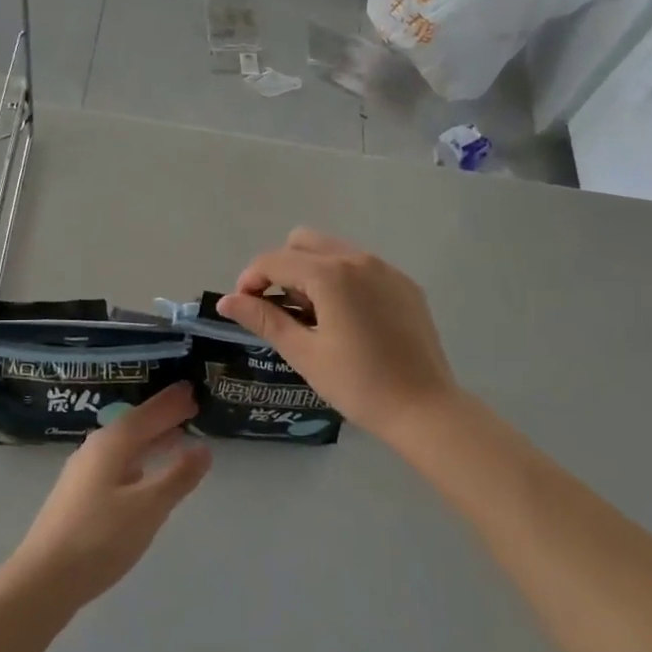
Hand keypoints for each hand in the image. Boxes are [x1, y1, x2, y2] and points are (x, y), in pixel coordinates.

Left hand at [0, 385, 210, 613]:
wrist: (43, 580)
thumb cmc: (99, 538)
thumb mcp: (148, 507)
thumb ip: (177, 476)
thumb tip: (203, 448)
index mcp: (111, 444)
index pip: (148, 414)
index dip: (171, 403)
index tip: (193, 389)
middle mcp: (95, 451)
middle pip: (134, 426)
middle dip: (162, 417)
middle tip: (189, 407)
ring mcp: (83, 474)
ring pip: (124, 446)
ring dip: (150, 439)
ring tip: (174, 436)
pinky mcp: (79, 497)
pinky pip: (117, 464)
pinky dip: (138, 460)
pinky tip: (143, 473)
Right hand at [216, 228, 460, 443]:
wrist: (425, 409)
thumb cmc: (358, 385)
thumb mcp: (304, 353)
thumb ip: (264, 319)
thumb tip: (226, 301)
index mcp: (331, 274)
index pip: (274, 261)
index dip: (250, 280)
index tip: (245, 309)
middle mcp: (358, 259)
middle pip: (302, 242)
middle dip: (280, 268)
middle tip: (279, 309)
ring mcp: (386, 269)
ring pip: (332, 250)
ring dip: (310, 272)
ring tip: (312, 316)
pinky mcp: (404, 284)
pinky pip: (361, 266)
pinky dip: (341, 280)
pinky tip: (346, 319)